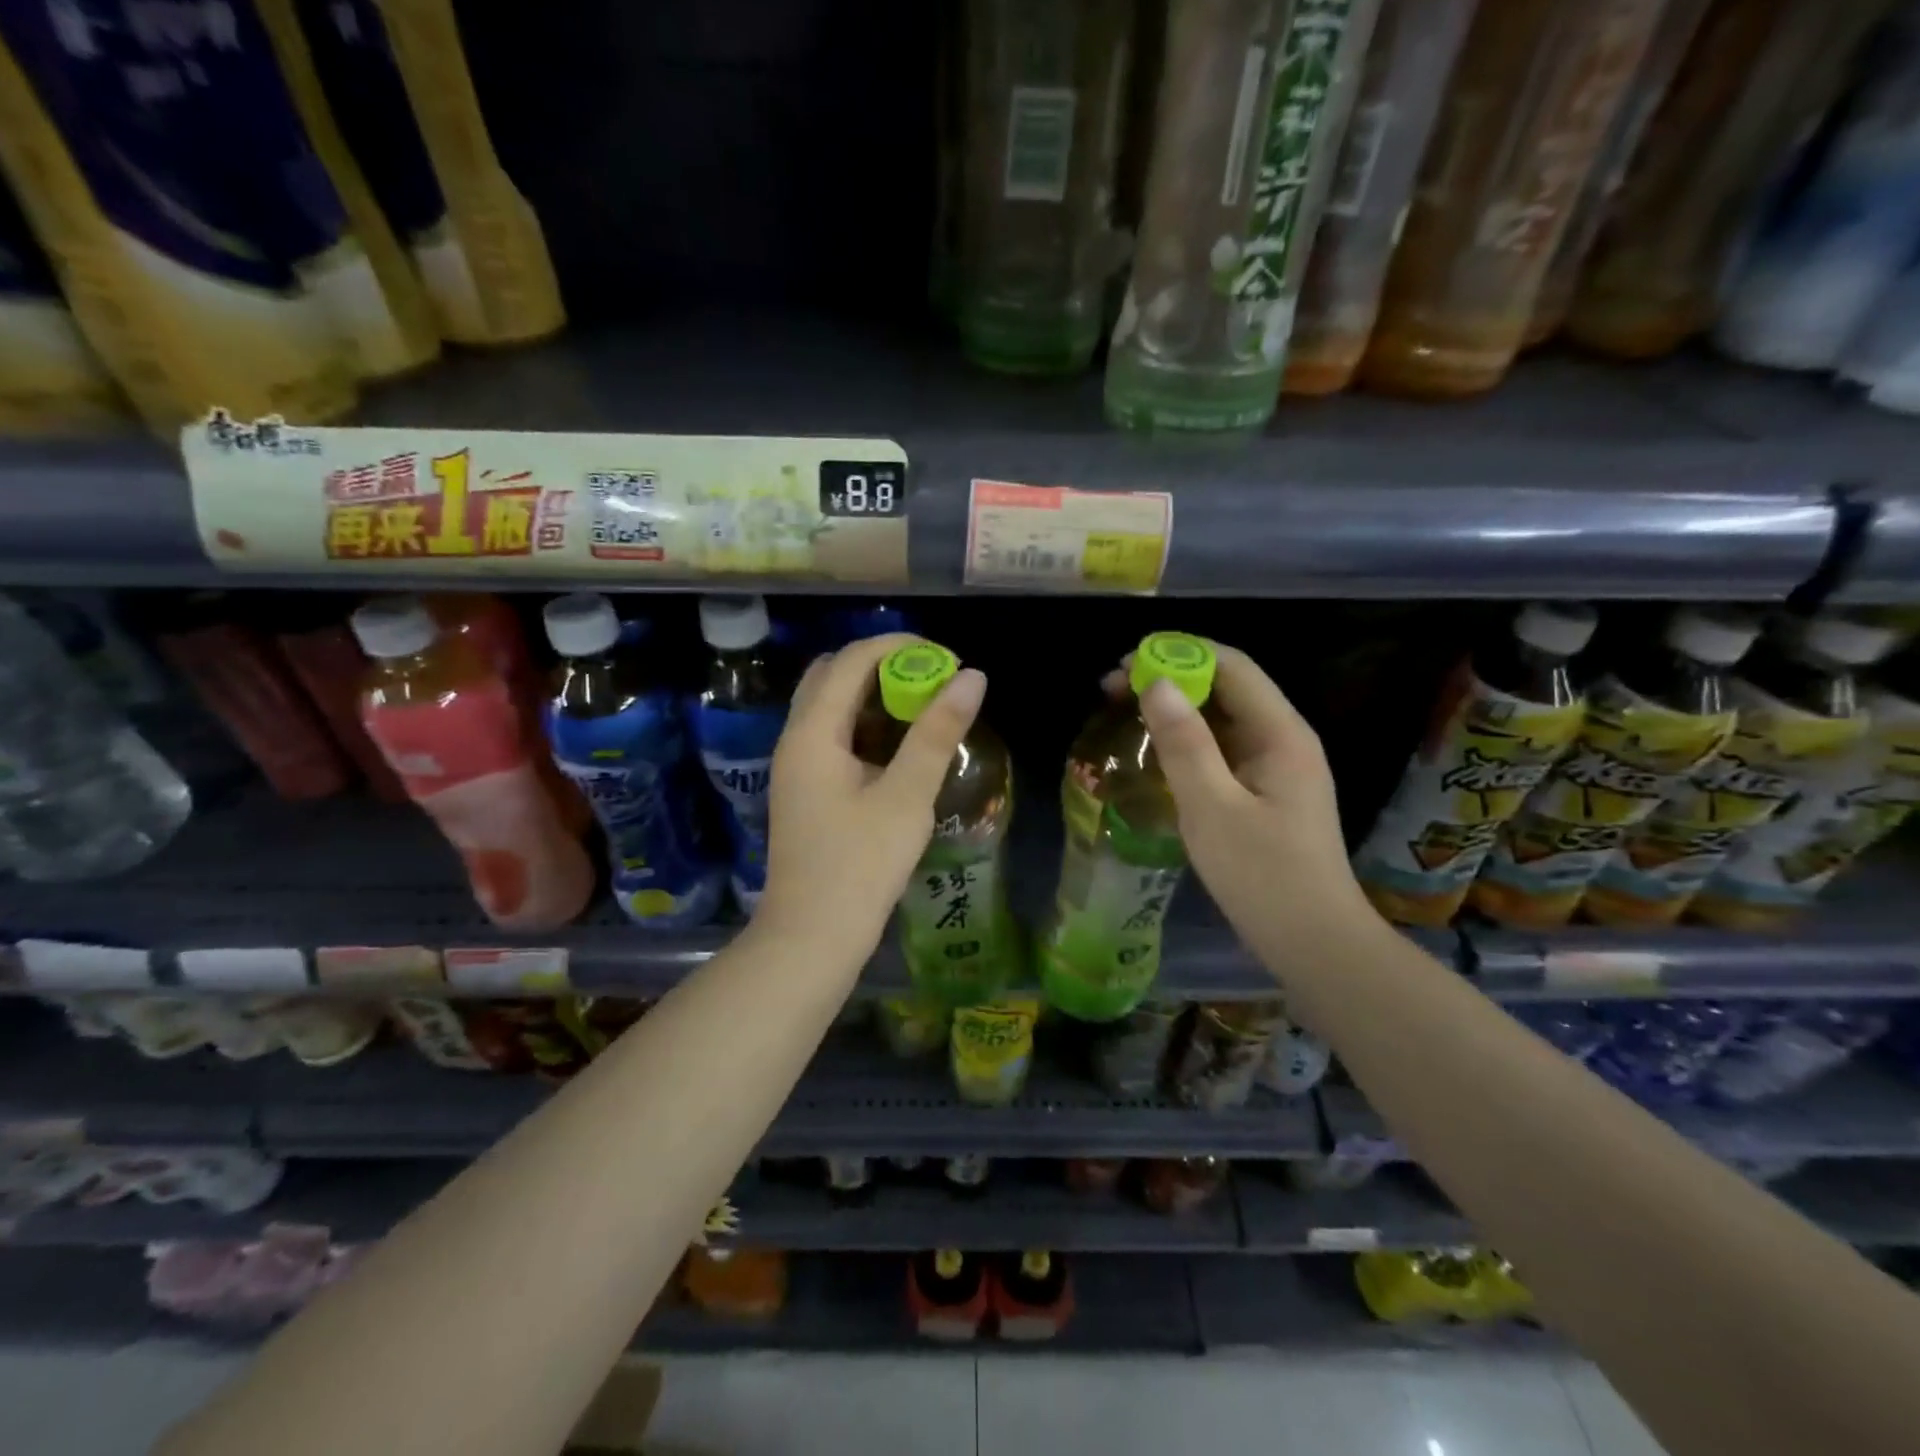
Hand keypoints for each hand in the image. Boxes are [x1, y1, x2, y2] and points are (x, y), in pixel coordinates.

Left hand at [758, 633, 985, 964]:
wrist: (811, 938)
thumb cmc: (860, 868)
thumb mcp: (906, 797)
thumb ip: (937, 733)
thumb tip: (971, 677)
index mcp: (813, 733)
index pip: (851, 661)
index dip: (898, 647)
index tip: (945, 658)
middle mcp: (795, 739)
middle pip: (834, 676)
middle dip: (883, 666)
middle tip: (932, 680)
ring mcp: (796, 765)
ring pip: (831, 707)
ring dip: (874, 696)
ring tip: (924, 708)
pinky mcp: (805, 789)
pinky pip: (833, 736)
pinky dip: (865, 726)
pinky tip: (901, 748)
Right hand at [1116, 643, 1379, 979]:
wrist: (1315, 944)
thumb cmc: (1263, 876)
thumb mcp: (1212, 807)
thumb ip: (1184, 743)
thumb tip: (1158, 683)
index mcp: (1280, 733)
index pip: (1231, 666)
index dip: (1179, 653)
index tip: (1126, 665)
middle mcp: (1284, 739)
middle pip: (1227, 687)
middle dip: (1171, 679)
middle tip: (1114, 691)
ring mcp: (1277, 768)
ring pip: (1223, 719)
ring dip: (1176, 710)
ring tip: (1125, 714)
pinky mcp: (1267, 793)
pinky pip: (1223, 750)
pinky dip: (1188, 741)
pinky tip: (1156, 753)